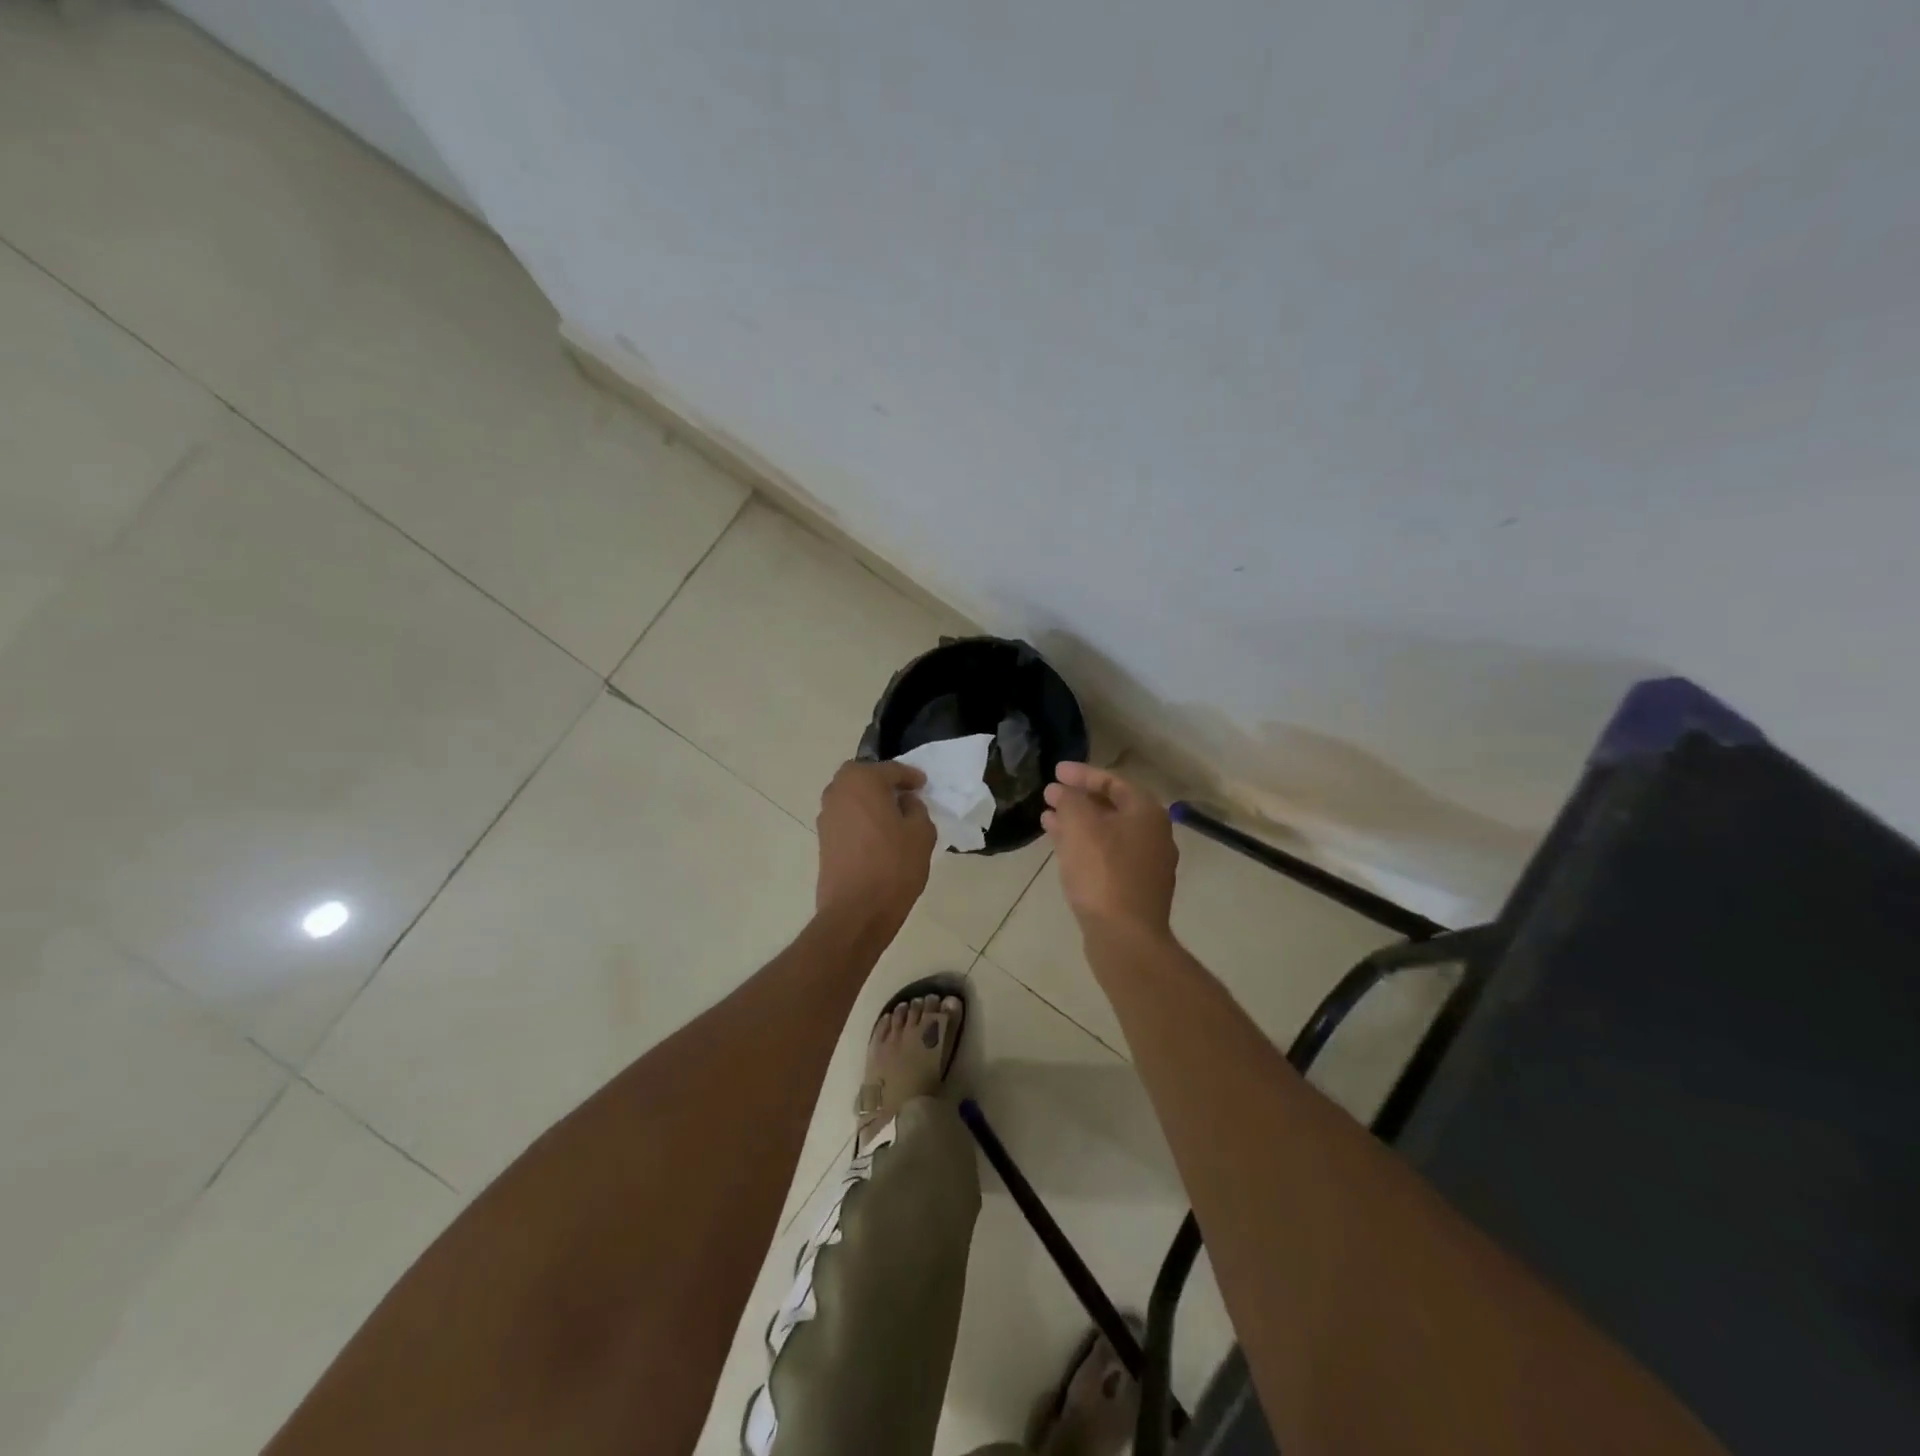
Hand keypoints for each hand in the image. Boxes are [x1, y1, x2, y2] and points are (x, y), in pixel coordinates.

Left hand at [815, 760, 936, 931]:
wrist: (856, 910)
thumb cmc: (893, 866)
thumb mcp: (921, 833)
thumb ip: (916, 809)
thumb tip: (905, 802)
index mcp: (863, 780)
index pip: (891, 769)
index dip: (911, 776)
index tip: (923, 785)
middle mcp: (838, 791)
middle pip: (863, 776)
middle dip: (883, 782)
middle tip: (904, 795)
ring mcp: (826, 815)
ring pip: (851, 796)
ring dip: (869, 800)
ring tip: (892, 816)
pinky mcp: (823, 838)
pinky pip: (845, 816)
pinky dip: (860, 817)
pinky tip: (877, 834)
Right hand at [1042, 762, 1177, 940]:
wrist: (1126, 936)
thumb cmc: (1103, 872)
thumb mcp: (1080, 826)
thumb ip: (1070, 800)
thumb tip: (1063, 791)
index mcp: (1147, 813)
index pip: (1113, 781)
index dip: (1082, 774)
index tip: (1055, 772)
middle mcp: (1154, 835)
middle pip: (1112, 807)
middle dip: (1079, 799)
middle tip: (1049, 795)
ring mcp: (1147, 865)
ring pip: (1107, 833)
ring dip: (1078, 824)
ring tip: (1047, 820)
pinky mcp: (1135, 889)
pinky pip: (1107, 856)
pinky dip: (1084, 846)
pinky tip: (1061, 849)